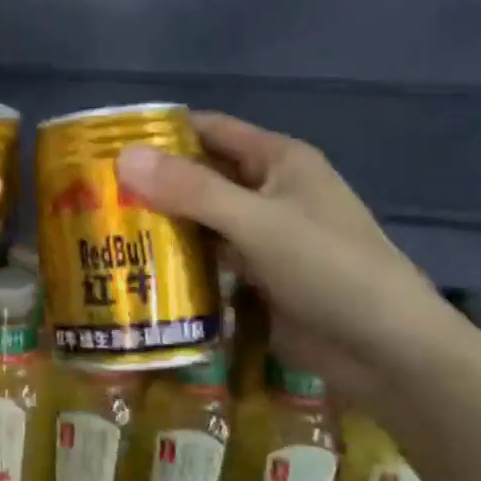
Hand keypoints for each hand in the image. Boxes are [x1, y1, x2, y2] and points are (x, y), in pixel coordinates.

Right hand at [115, 114, 456, 407]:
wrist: (387, 350)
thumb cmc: (329, 269)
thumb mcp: (257, 223)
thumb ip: (191, 190)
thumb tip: (123, 157)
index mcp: (278, 160)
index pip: (210, 130)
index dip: (163, 132)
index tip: (107, 143)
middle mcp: (270, 190)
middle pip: (202, 175)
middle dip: (153, 182)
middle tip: (93, 194)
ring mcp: (265, 235)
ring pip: (203, 219)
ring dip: (162, 222)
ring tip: (104, 229)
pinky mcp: (260, 276)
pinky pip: (211, 257)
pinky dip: (180, 259)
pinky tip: (139, 266)